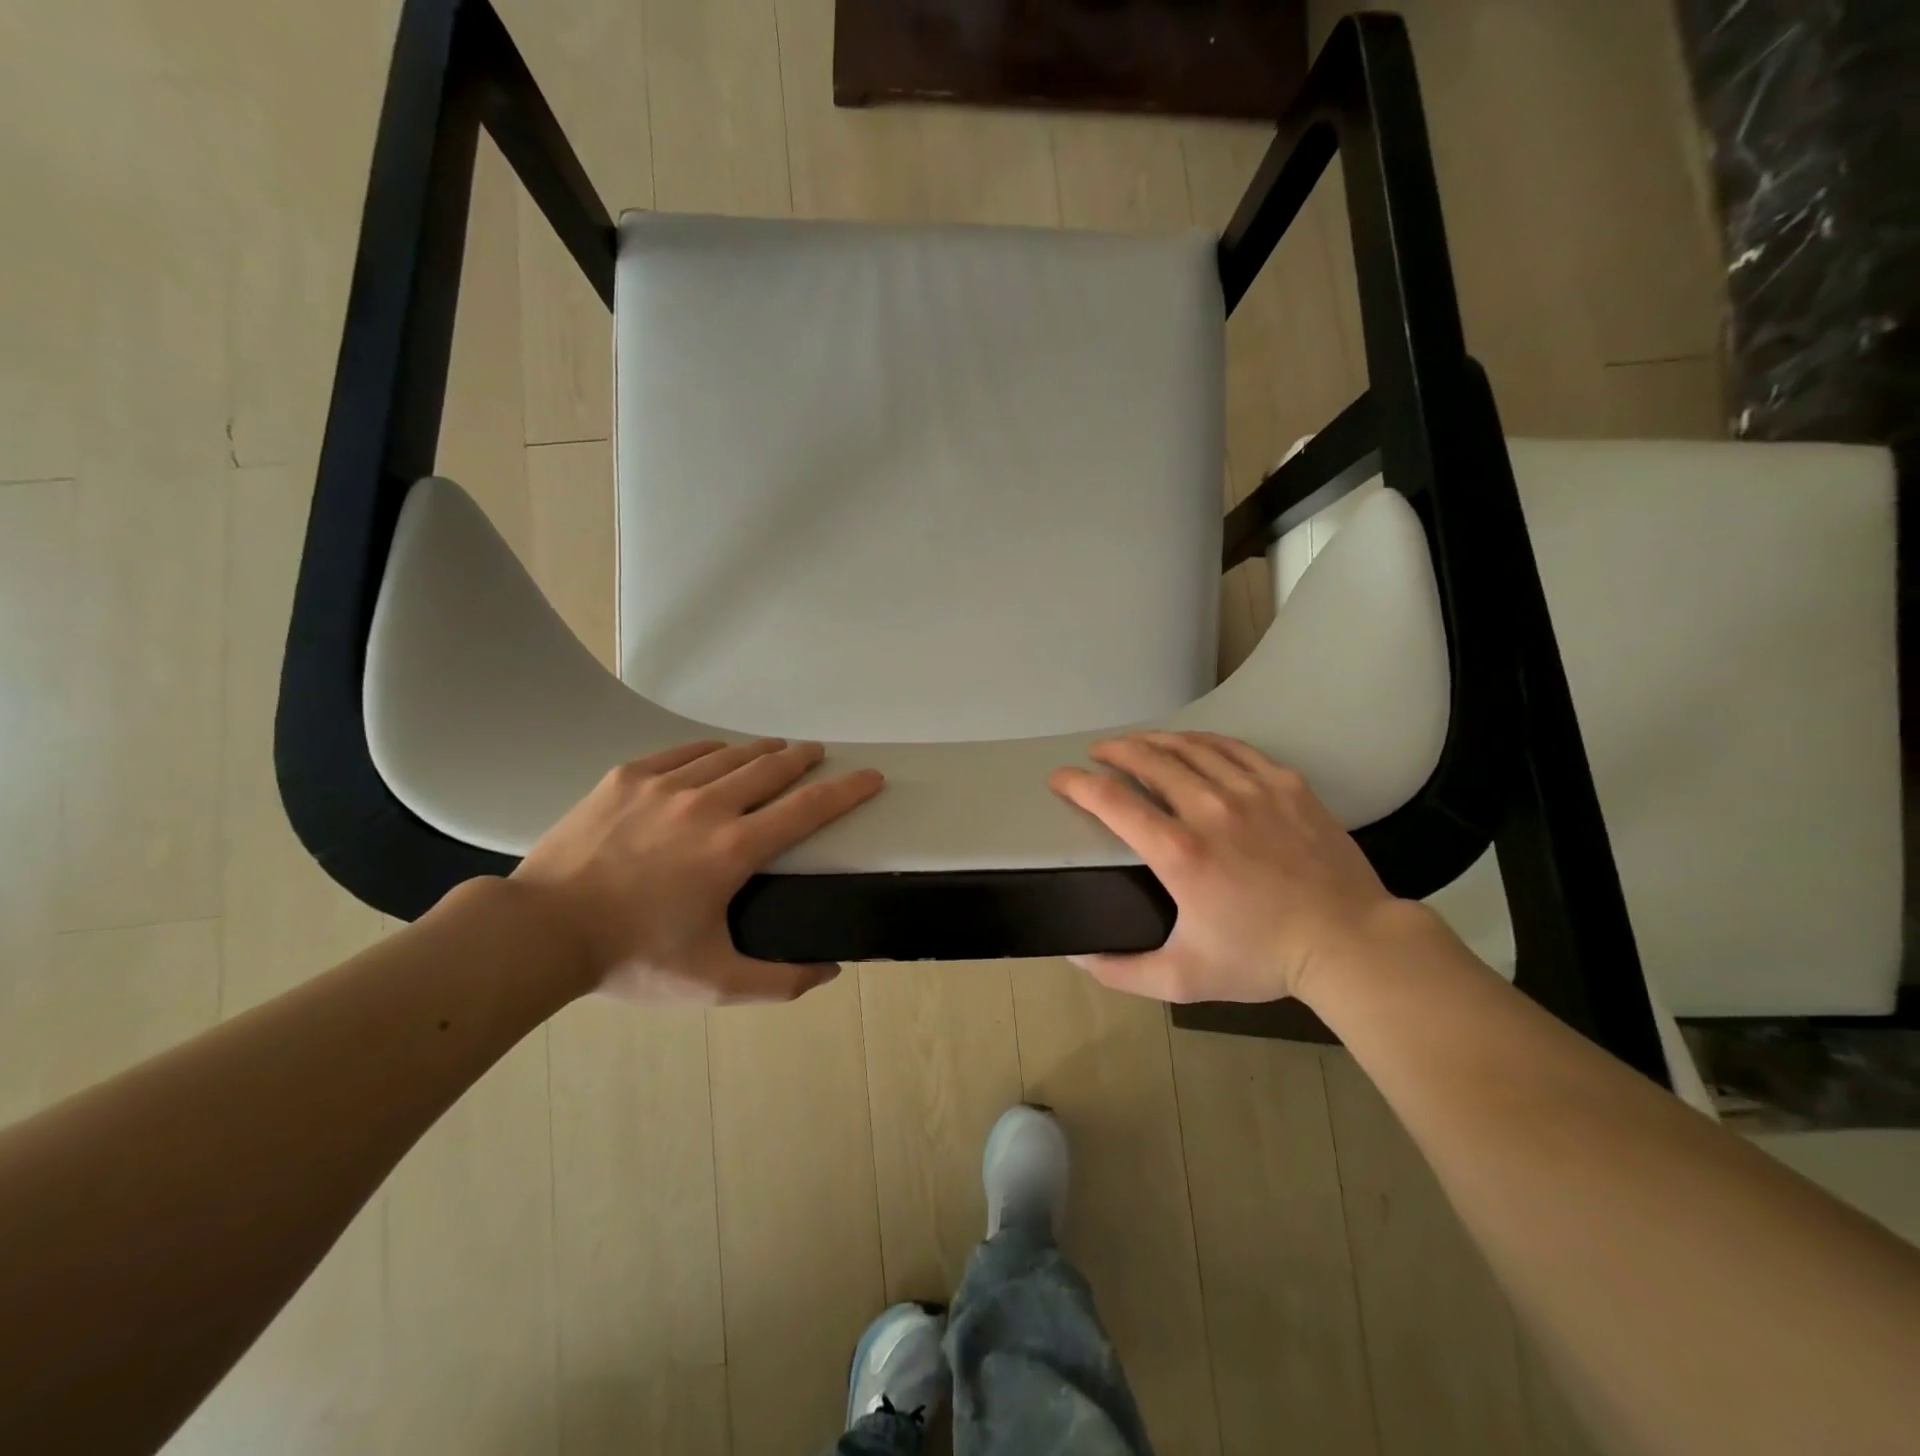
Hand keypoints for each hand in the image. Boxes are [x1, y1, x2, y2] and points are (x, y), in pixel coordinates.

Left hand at [511, 739, 883, 1004]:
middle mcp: (708, 805)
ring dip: (761, 750)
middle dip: (804, 757)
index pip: (809, 808)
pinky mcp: (628, 778)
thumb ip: (779, 981)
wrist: (540, 931)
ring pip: (729, 754)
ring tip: (776, 750)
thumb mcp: (713, 983)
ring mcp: (665, 785)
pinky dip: (710, 750)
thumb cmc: (632, 957)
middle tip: (818, 753)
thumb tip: (831, 970)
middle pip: (772, 767)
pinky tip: (715, 754)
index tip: (871, 776)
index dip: (847, 789)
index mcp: (735, 849)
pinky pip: (683, 752)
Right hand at [1048, 731, 1413, 1004]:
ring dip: (1154, 740)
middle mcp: (1209, 809)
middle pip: (1148, 759)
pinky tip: (1191, 743)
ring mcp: (1251, 791)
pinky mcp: (1285, 784)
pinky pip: (1233, 748)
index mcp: (1179, 853)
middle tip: (1098, 754)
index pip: (1112, 801)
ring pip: (1189, 747)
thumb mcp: (1183, 978)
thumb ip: (1122, 971)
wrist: (1349, 943)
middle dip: (1114, 750)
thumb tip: (1075, 956)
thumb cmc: (1262, 959)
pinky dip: (1202, 740)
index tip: (1060, 779)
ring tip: (1137, 743)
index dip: (1077, 783)